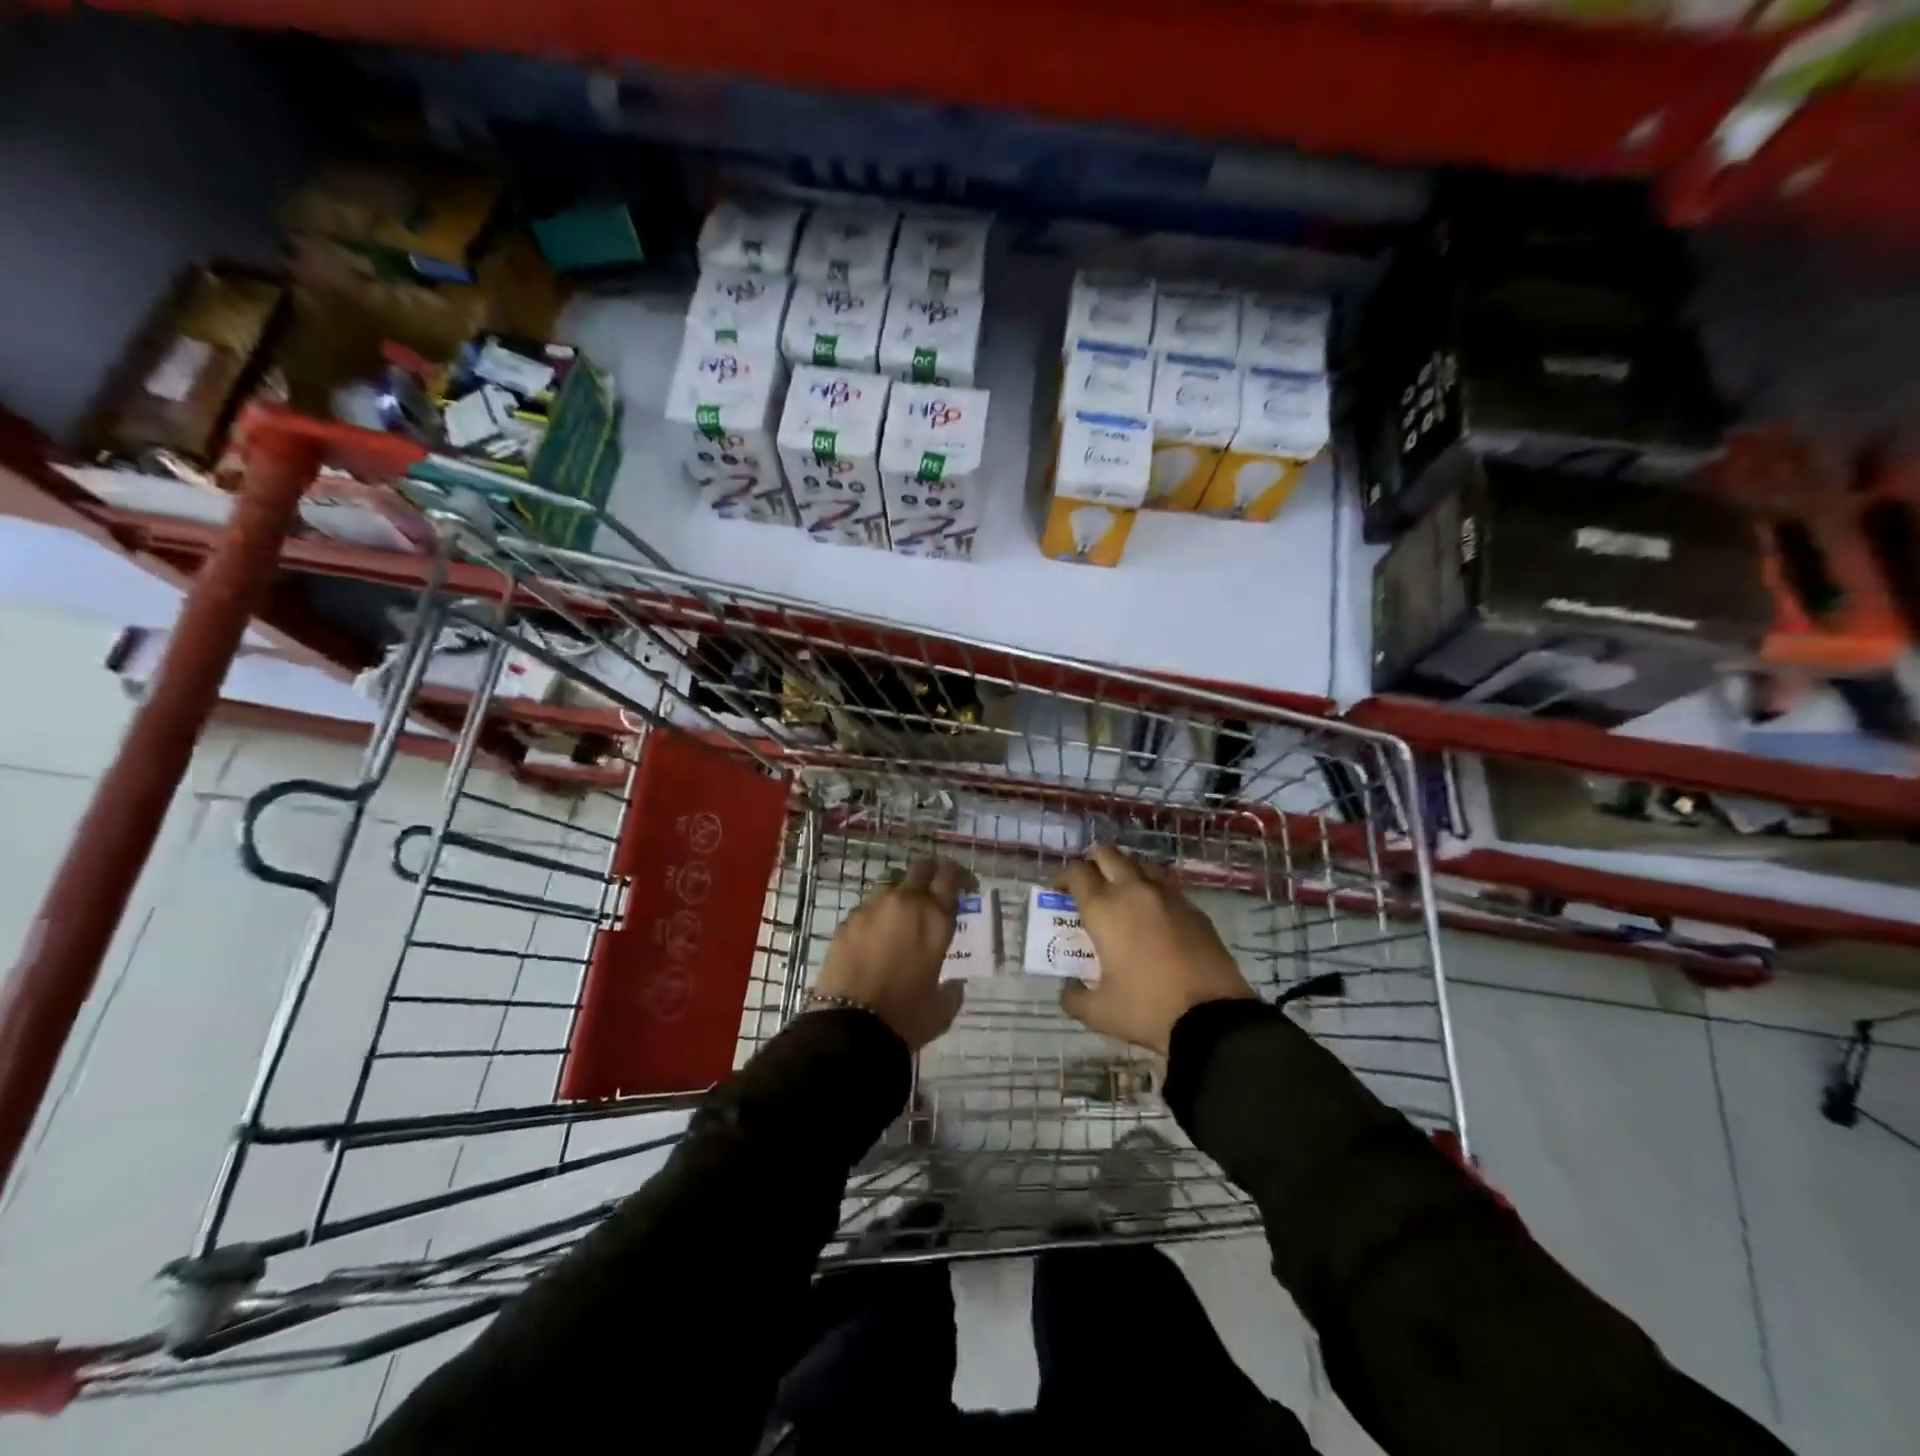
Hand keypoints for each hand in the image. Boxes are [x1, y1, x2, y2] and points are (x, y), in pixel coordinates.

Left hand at [813, 858, 972, 1050]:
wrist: (851, 1026)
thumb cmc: (906, 1016)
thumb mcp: (943, 1005)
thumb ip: (953, 986)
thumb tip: (954, 981)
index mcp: (935, 918)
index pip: (951, 877)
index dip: (961, 877)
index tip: (966, 887)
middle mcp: (905, 902)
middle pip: (921, 868)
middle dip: (932, 874)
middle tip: (935, 892)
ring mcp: (872, 907)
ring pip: (891, 884)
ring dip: (902, 894)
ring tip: (902, 918)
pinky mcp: (848, 920)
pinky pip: (868, 907)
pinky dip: (877, 916)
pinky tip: (876, 939)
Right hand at [1055, 846, 1256, 1054]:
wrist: (1213, 1018)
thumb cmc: (1147, 1008)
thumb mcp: (1099, 1012)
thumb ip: (1074, 997)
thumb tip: (1068, 989)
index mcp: (1104, 908)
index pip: (1076, 872)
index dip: (1062, 877)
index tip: (1058, 891)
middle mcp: (1133, 891)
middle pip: (1108, 854)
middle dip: (1092, 863)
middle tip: (1088, 885)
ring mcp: (1168, 896)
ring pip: (1139, 863)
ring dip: (1124, 871)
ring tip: (1120, 894)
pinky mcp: (1194, 908)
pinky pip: (1165, 886)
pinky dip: (1151, 891)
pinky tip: (1152, 916)